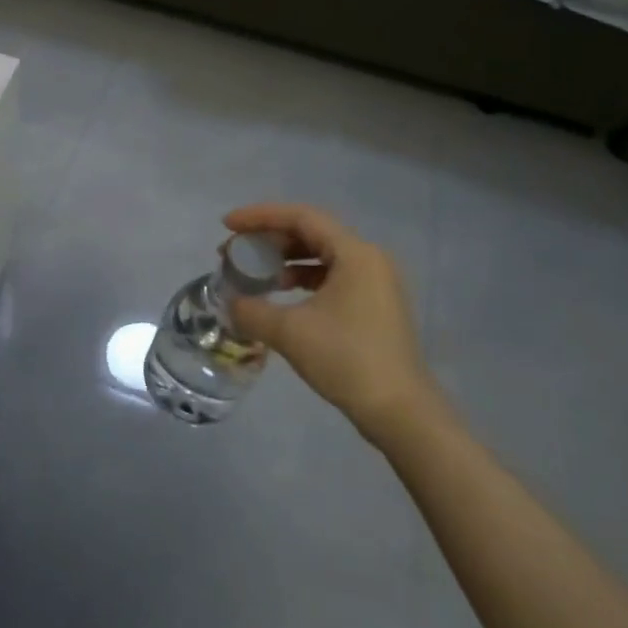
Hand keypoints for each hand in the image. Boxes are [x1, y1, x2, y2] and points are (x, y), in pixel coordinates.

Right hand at [224, 204, 438, 444]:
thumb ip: (252, 310)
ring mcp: (375, 282)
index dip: (260, 216)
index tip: (227, 226)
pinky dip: (302, 279)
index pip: (301, 217)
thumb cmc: (346, 359)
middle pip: (311, 232)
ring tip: (254, 273)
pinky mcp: (374, 304)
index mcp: (355, 253)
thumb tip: (230, 303)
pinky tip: (280, 295)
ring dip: (285, 259)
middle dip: (269, 238)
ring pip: (321, 255)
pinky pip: (332, 276)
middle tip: (235, 251)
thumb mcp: (289, 332)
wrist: (399, 410)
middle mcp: (369, 259)